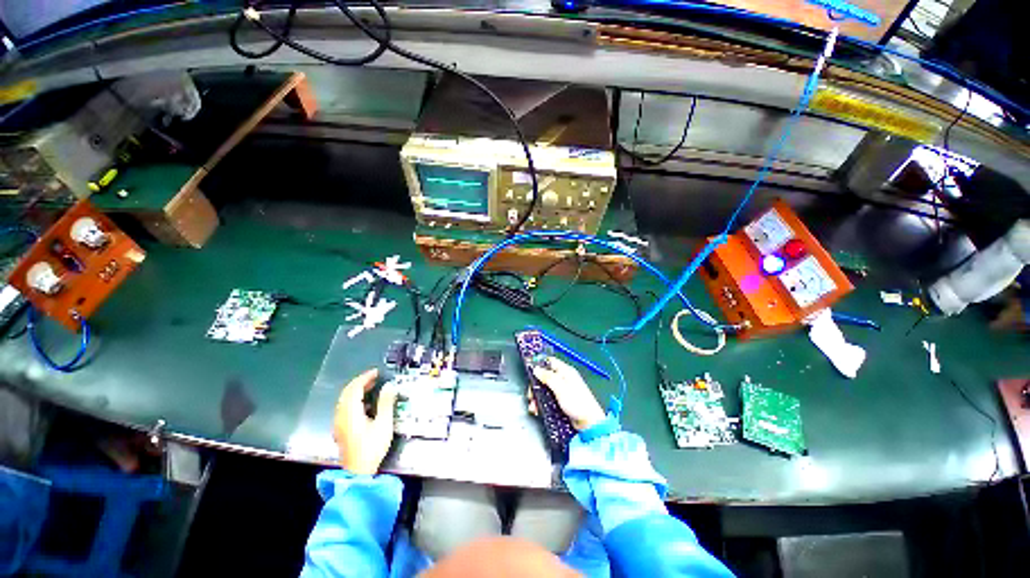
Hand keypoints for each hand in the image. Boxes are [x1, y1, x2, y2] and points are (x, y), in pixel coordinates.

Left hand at [333, 369, 397, 474]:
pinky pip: (344, 408)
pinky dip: (353, 400)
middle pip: (346, 393)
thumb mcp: (383, 424)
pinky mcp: (340, 430)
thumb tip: (389, 386)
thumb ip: (386, 403)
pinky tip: (365, 404)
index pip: (354, 389)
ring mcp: (339, 424)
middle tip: (374, 378)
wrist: (358, 473)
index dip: (365, 378)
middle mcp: (341, 416)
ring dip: (356, 391)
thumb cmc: (372, 448)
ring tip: (371, 387)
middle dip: (360, 383)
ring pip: (344, 401)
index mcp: (350, 413)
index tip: (376, 372)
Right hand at [531, 357, 605, 430]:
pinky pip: (547, 398)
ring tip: (534, 405)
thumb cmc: (579, 403)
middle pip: (544, 376)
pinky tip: (538, 409)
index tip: (530, 371)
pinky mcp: (561, 401)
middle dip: (535, 385)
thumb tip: (536, 369)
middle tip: (531, 393)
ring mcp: (562, 390)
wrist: (588, 423)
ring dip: (537, 396)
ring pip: (544, 388)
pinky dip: (541, 403)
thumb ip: (548, 377)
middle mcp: (563, 379)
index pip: (549, 362)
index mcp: (565, 371)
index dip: (539, 364)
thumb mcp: (560, 387)